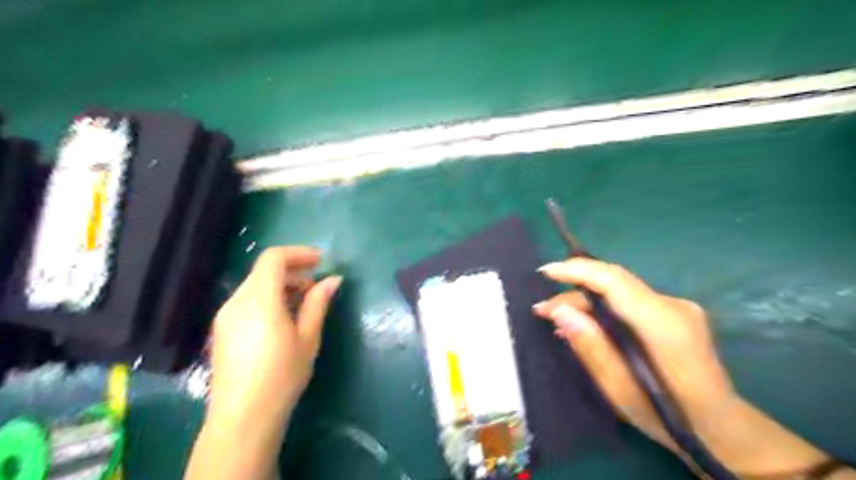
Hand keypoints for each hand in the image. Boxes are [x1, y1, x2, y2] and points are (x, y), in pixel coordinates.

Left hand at [207, 248, 341, 423]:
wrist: (243, 417)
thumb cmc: (282, 375)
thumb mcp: (308, 337)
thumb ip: (318, 303)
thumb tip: (333, 279)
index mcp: (259, 299)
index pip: (273, 258)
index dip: (299, 253)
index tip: (321, 261)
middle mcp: (237, 301)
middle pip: (264, 271)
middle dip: (293, 271)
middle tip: (317, 287)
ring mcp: (225, 316)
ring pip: (255, 286)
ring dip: (282, 286)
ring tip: (304, 305)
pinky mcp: (222, 330)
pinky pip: (247, 302)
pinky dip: (268, 299)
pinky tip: (283, 320)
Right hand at [534, 260, 731, 449]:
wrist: (721, 427)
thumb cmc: (670, 418)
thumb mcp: (621, 391)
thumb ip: (591, 348)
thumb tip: (560, 311)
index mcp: (665, 326)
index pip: (615, 281)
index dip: (578, 270)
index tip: (546, 272)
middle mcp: (674, 306)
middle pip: (613, 284)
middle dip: (573, 292)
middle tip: (542, 310)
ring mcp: (677, 307)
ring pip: (618, 292)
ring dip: (585, 302)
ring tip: (555, 320)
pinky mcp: (673, 313)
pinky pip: (628, 301)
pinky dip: (601, 309)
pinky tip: (583, 325)